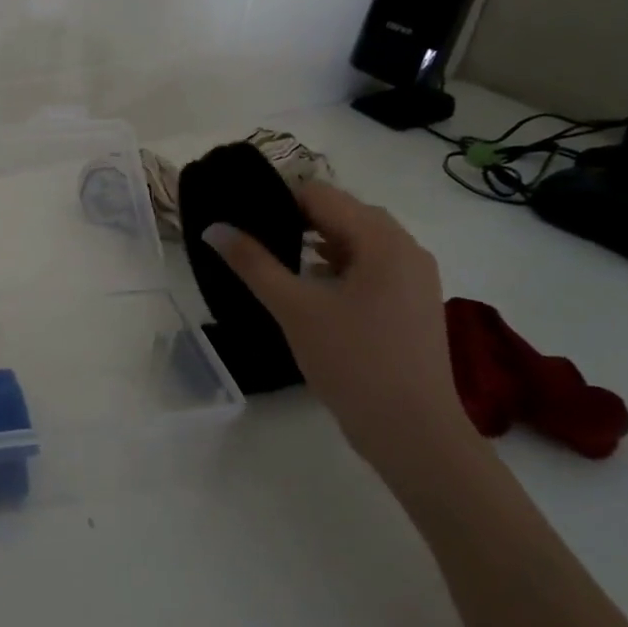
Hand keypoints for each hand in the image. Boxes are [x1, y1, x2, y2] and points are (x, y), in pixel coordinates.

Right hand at [203, 182, 474, 473]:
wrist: (413, 432)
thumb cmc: (353, 362)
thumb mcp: (294, 309)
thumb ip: (253, 263)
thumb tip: (213, 228)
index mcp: (382, 240)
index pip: (321, 194)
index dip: (277, 199)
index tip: (242, 216)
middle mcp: (406, 249)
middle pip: (342, 213)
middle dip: (296, 220)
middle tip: (254, 239)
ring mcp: (414, 278)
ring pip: (357, 241)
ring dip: (317, 243)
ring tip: (275, 261)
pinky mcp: (413, 304)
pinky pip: (370, 267)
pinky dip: (338, 267)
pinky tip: (310, 289)